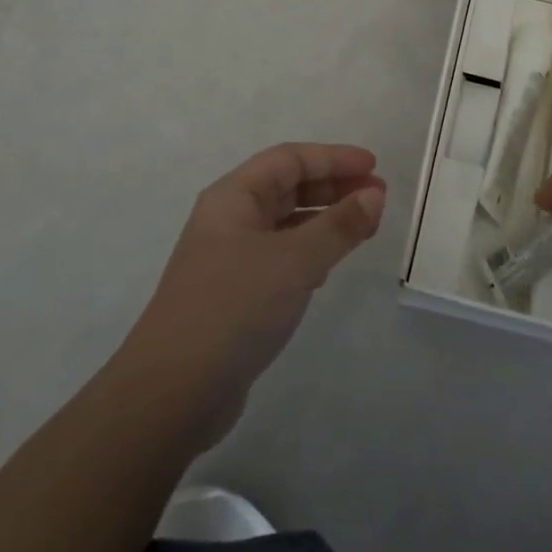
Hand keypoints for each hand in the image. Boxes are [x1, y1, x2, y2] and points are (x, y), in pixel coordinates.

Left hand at [124, 143, 385, 447]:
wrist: (173, 392)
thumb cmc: (234, 308)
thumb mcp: (295, 261)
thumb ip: (338, 226)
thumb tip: (374, 196)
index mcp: (233, 197)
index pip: (289, 159)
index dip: (333, 158)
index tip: (374, 167)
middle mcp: (229, 219)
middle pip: (287, 187)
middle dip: (333, 187)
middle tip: (377, 198)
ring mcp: (229, 258)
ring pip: (285, 223)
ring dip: (325, 220)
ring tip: (365, 228)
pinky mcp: (234, 293)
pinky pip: (280, 256)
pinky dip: (309, 252)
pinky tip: (330, 267)